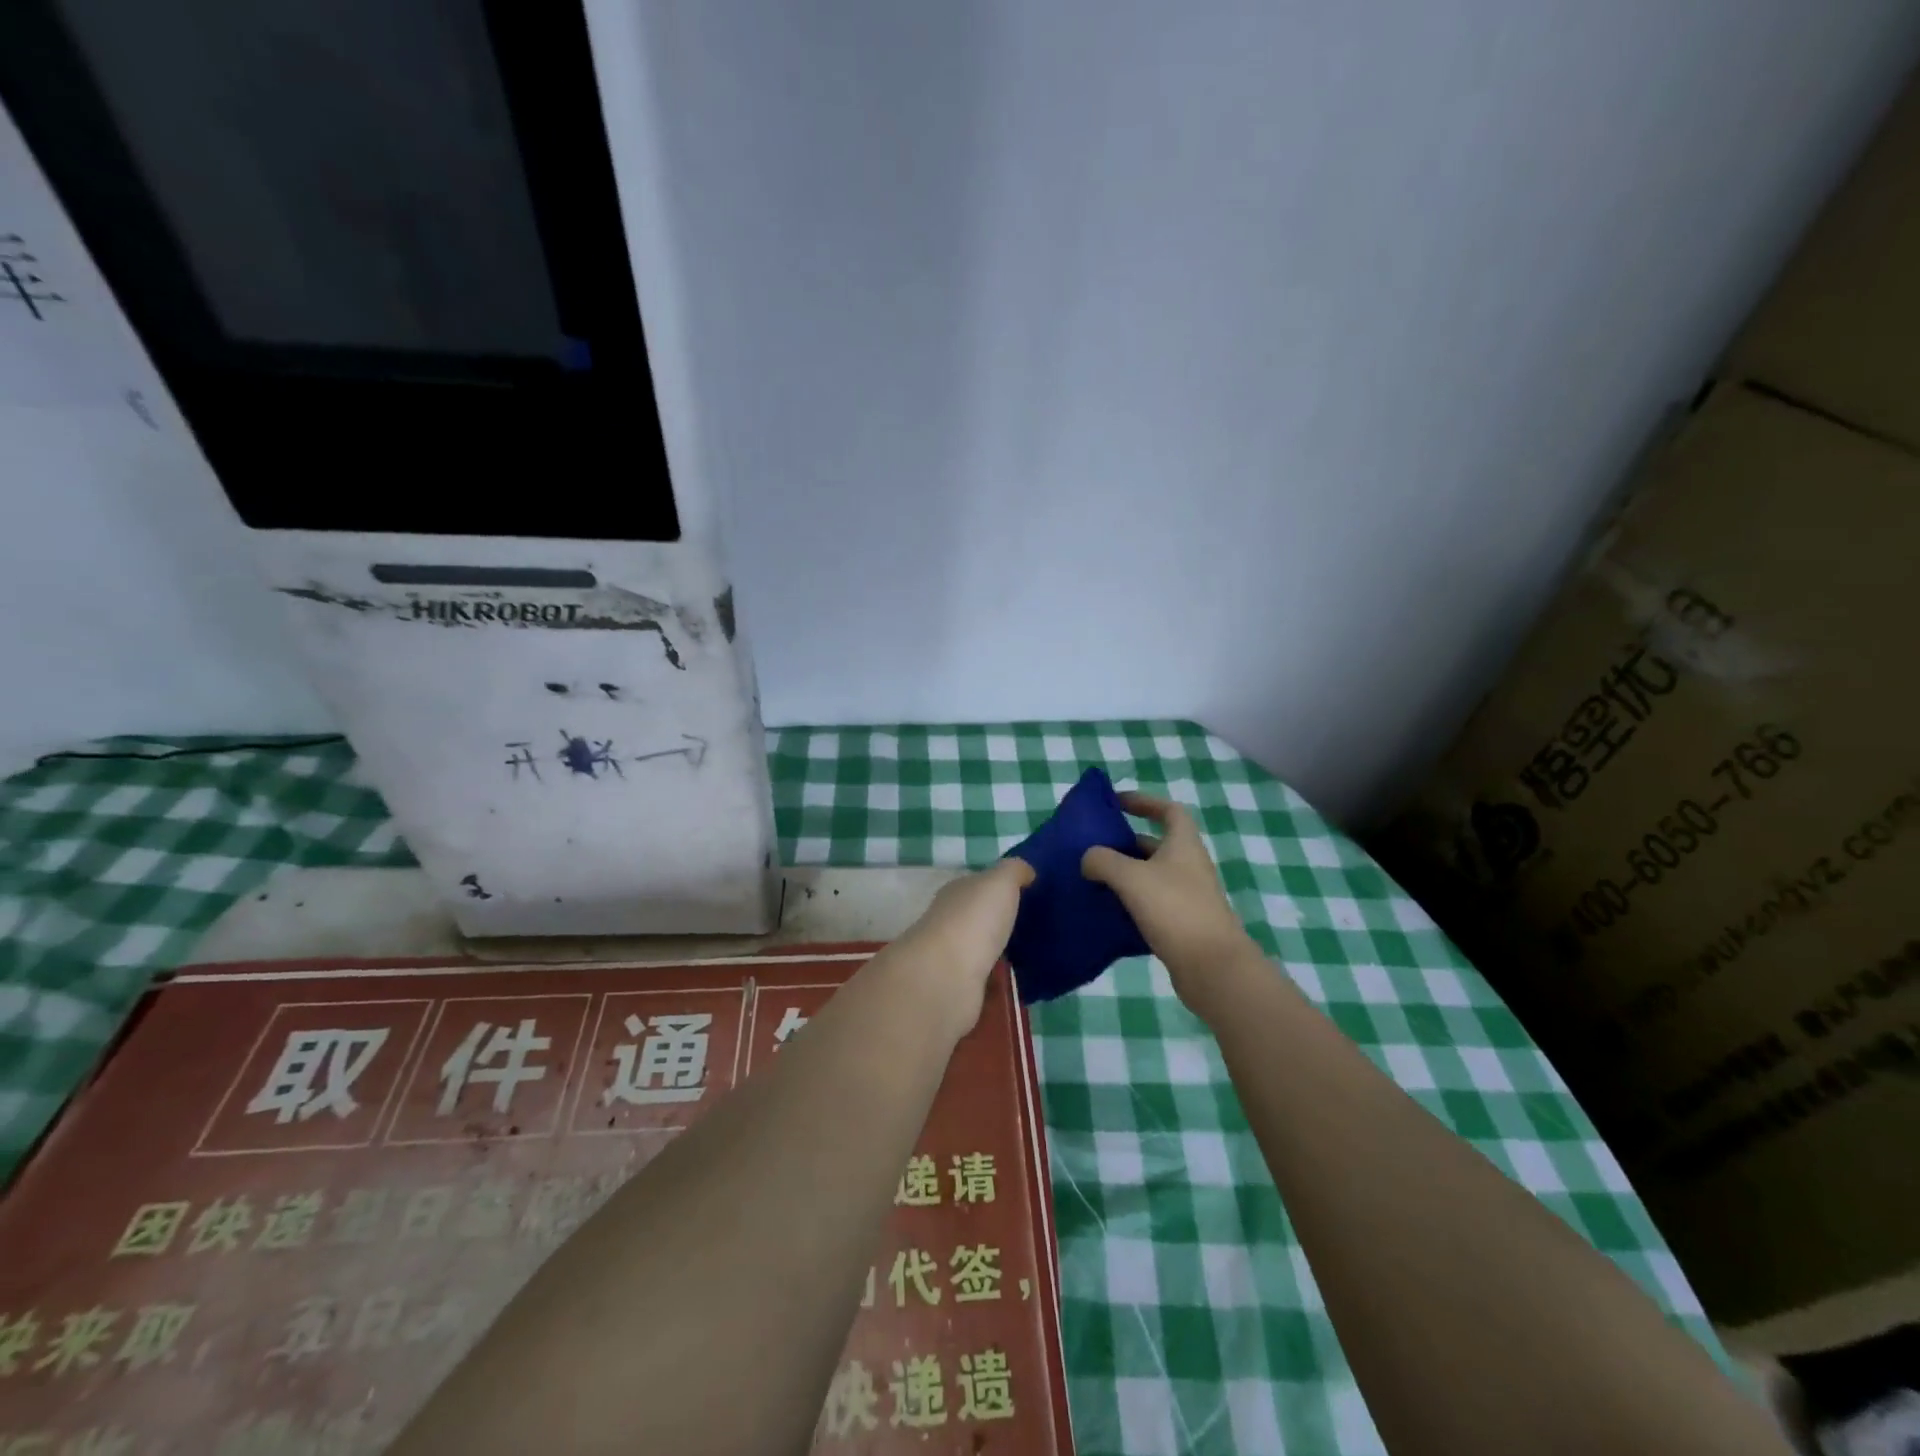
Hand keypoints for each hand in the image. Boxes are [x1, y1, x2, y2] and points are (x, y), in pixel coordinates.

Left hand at [889, 859, 1034, 1035]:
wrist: (947, 977)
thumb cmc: (974, 920)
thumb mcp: (1000, 881)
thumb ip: (1014, 871)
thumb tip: (1027, 871)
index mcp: (957, 893)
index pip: (979, 885)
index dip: (1002, 887)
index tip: (1031, 894)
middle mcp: (950, 922)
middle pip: (981, 918)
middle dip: (1004, 921)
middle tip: (1040, 927)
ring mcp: (953, 957)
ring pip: (983, 950)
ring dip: (1002, 952)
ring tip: (1036, 956)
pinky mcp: (960, 989)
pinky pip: (986, 981)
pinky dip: (999, 982)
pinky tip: (1022, 983)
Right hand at [1081, 792, 1256, 1018]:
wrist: (1212, 967)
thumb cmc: (1174, 909)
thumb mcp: (1131, 877)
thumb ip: (1103, 860)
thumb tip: (1088, 859)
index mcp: (1183, 845)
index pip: (1168, 810)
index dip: (1144, 802)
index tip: (1116, 803)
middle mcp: (1188, 866)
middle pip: (1154, 844)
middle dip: (1123, 843)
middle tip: (1091, 848)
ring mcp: (1186, 896)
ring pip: (1149, 876)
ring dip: (1123, 875)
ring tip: (1091, 879)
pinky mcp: (1181, 924)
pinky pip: (1150, 904)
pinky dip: (1129, 904)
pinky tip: (1105, 912)